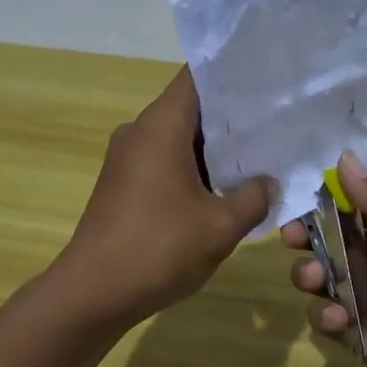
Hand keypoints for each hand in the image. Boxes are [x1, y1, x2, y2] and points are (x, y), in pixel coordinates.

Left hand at [51, 67, 275, 328]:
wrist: (94, 291)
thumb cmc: (159, 247)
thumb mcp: (220, 225)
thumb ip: (253, 197)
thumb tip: (268, 182)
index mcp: (161, 124)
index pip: (196, 77)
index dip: (230, 74)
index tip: (264, 81)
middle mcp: (140, 130)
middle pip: (189, 107)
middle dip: (229, 117)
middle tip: (273, 123)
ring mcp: (126, 157)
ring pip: (176, 137)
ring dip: (211, 148)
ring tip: (256, 156)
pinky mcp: (121, 183)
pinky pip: (162, 160)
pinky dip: (190, 167)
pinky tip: (220, 189)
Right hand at [283, 152, 366, 366]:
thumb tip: (343, 158)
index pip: (354, 211)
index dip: (324, 204)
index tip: (298, 200)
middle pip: (332, 246)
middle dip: (308, 240)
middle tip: (291, 239)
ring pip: (326, 284)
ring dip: (311, 276)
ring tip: (314, 279)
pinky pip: (334, 326)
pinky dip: (326, 318)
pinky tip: (337, 317)